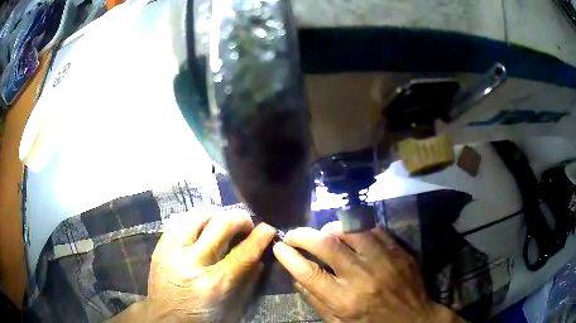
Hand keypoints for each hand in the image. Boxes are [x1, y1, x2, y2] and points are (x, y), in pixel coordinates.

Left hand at [111, 208, 275, 321]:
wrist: (165, 318)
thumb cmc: (202, 317)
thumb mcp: (232, 308)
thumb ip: (248, 281)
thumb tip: (260, 255)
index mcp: (213, 284)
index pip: (242, 253)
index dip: (260, 237)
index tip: (269, 228)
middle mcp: (190, 263)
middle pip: (220, 225)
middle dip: (240, 219)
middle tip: (246, 225)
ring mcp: (171, 252)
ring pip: (198, 215)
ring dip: (216, 215)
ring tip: (223, 224)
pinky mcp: (160, 247)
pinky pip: (179, 220)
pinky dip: (195, 219)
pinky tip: (201, 228)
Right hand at [273, 221, 465, 322]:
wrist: (414, 319)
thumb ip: (316, 301)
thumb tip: (297, 276)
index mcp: (345, 301)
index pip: (309, 272)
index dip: (289, 257)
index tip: (279, 247)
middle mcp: (363, 277)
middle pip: (327, 245)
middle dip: (303, 235)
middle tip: (294, 234)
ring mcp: (384, 260)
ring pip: (352, 229)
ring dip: (331, 227)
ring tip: (324, 233)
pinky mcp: (399, 251)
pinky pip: (374, 228)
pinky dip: (356, 227)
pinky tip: (351, 233)